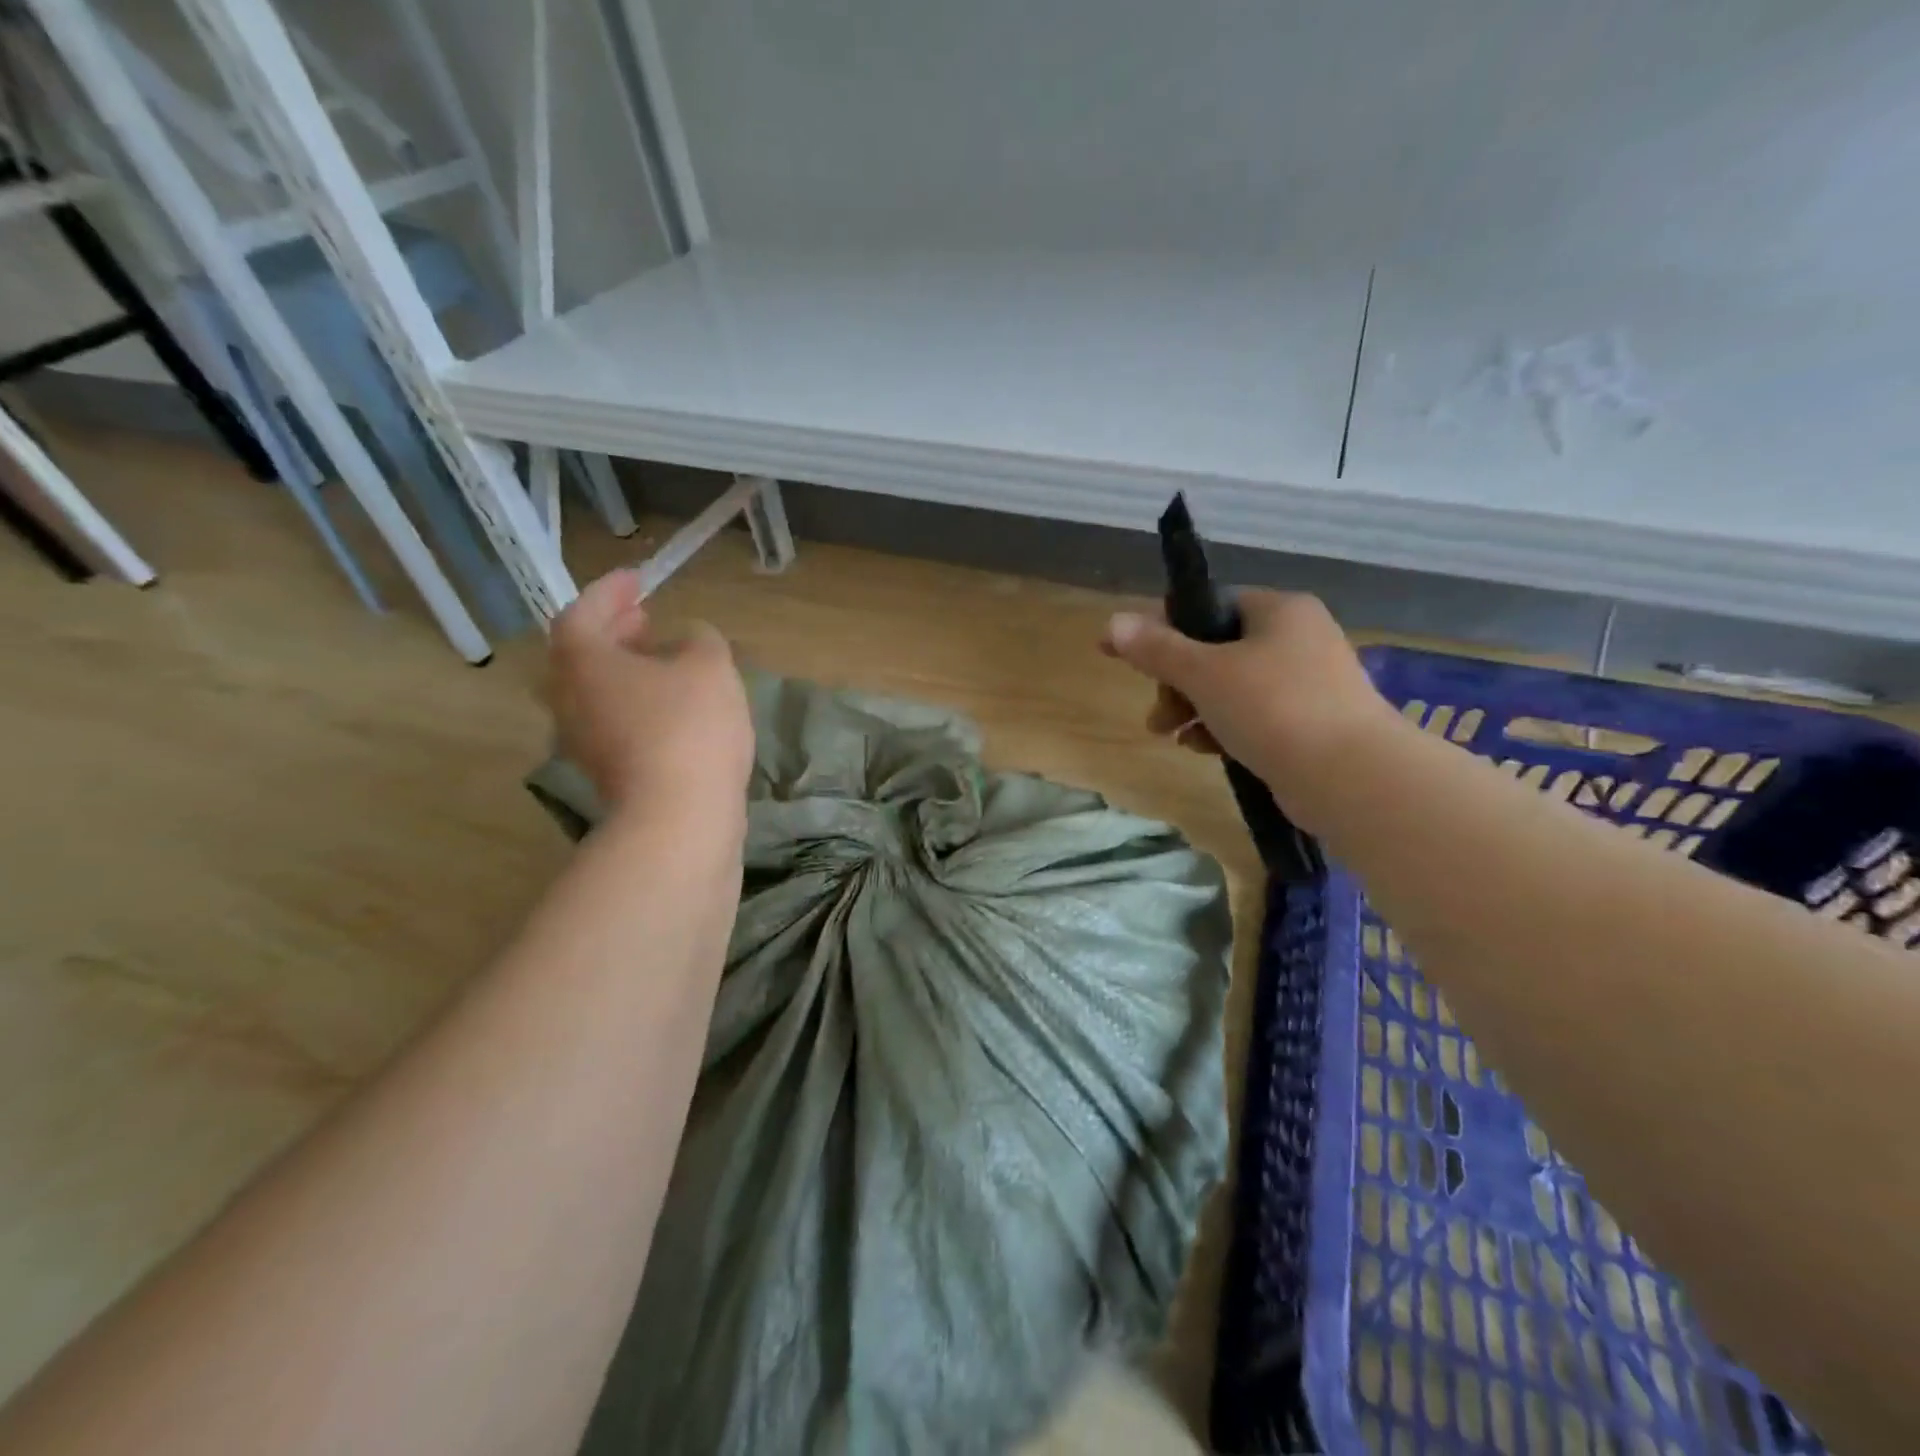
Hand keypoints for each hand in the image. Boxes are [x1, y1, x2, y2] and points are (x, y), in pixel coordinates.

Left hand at [546, 570, 753, 817]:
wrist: (678, 817)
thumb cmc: (689, 727)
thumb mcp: (709, 666)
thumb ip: (700, 639)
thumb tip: (688, 638)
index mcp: (583, 661)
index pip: (584, 611)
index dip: (611, 591)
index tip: (637, 578)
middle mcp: (570, 698)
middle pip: (582, 653)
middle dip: (614, 630)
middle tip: (645, 616)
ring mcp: (584, 740)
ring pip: (597, 690)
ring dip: (626, 668)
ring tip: (663, 659)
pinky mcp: (607, 772)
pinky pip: (614, 720)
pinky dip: (636, 701)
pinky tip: (672, 706)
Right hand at [1101, 590, 1398, 820]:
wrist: (1351, 778)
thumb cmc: (1274, 708)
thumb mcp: (1204, 674)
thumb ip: (1156, 649)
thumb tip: (1112, 623)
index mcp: (1278, 610)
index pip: (1207, 606)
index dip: (1161, 629)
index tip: (1124, 656)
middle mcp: (1297, 638)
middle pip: (1215, 649)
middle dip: (1176, 682)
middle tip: (1158, 713)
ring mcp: (1307, 682)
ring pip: (1231, 686)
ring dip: (1193, 708)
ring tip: (1172, 737)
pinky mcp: (1310, 722)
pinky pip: (1253, 715)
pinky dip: (1223, 727)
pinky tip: (1204, 750)